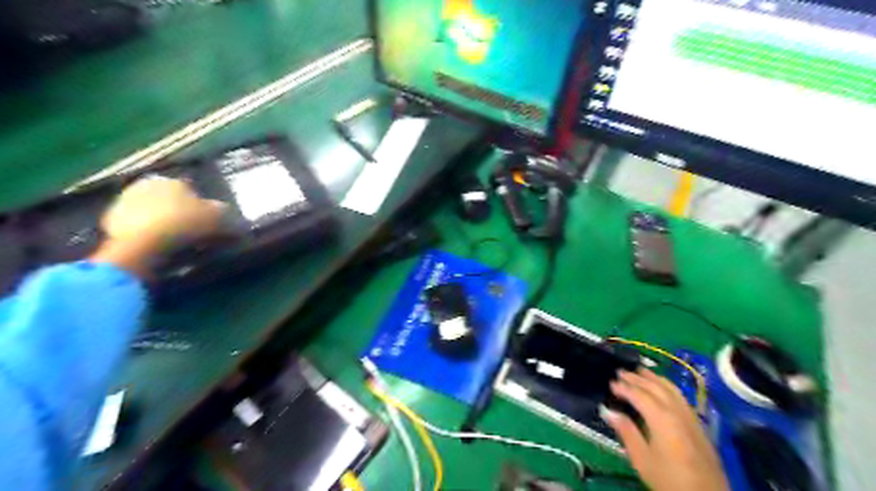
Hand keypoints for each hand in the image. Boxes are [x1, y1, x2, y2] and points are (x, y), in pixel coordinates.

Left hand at [103, 176, 223, 245]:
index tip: (207, 223)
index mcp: (172, 179)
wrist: (144, 244)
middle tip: (192, 233)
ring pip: (152, 213)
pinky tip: (157, 248)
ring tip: (175, 243)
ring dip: (161, 224)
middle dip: (179, 213)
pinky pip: (137, 228)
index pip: (191, 190)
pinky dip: (146, 235)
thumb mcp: (218, 217)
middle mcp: (146, 184)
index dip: (201, 207)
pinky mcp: (110, 221)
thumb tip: (233, 216)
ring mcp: (124, 201)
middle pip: (169, 200)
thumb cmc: (186, 223)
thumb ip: (226, 214)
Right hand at [604, 369, 733, 490]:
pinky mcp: (698, 424)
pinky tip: (662, 388)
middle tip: (621, 372)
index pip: (639, 395)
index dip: (624, 387)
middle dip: (637, 378)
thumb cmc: (669, 479)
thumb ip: (626, 431)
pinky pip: (680, 396)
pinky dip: (667, 386)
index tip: (610, 382)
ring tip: (640, 371)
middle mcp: (677, 411)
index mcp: (661, 418)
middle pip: (655, 388)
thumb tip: (608, 411)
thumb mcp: (642, 459)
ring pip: (671, 389)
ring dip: (654, 378)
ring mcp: (690, 416)